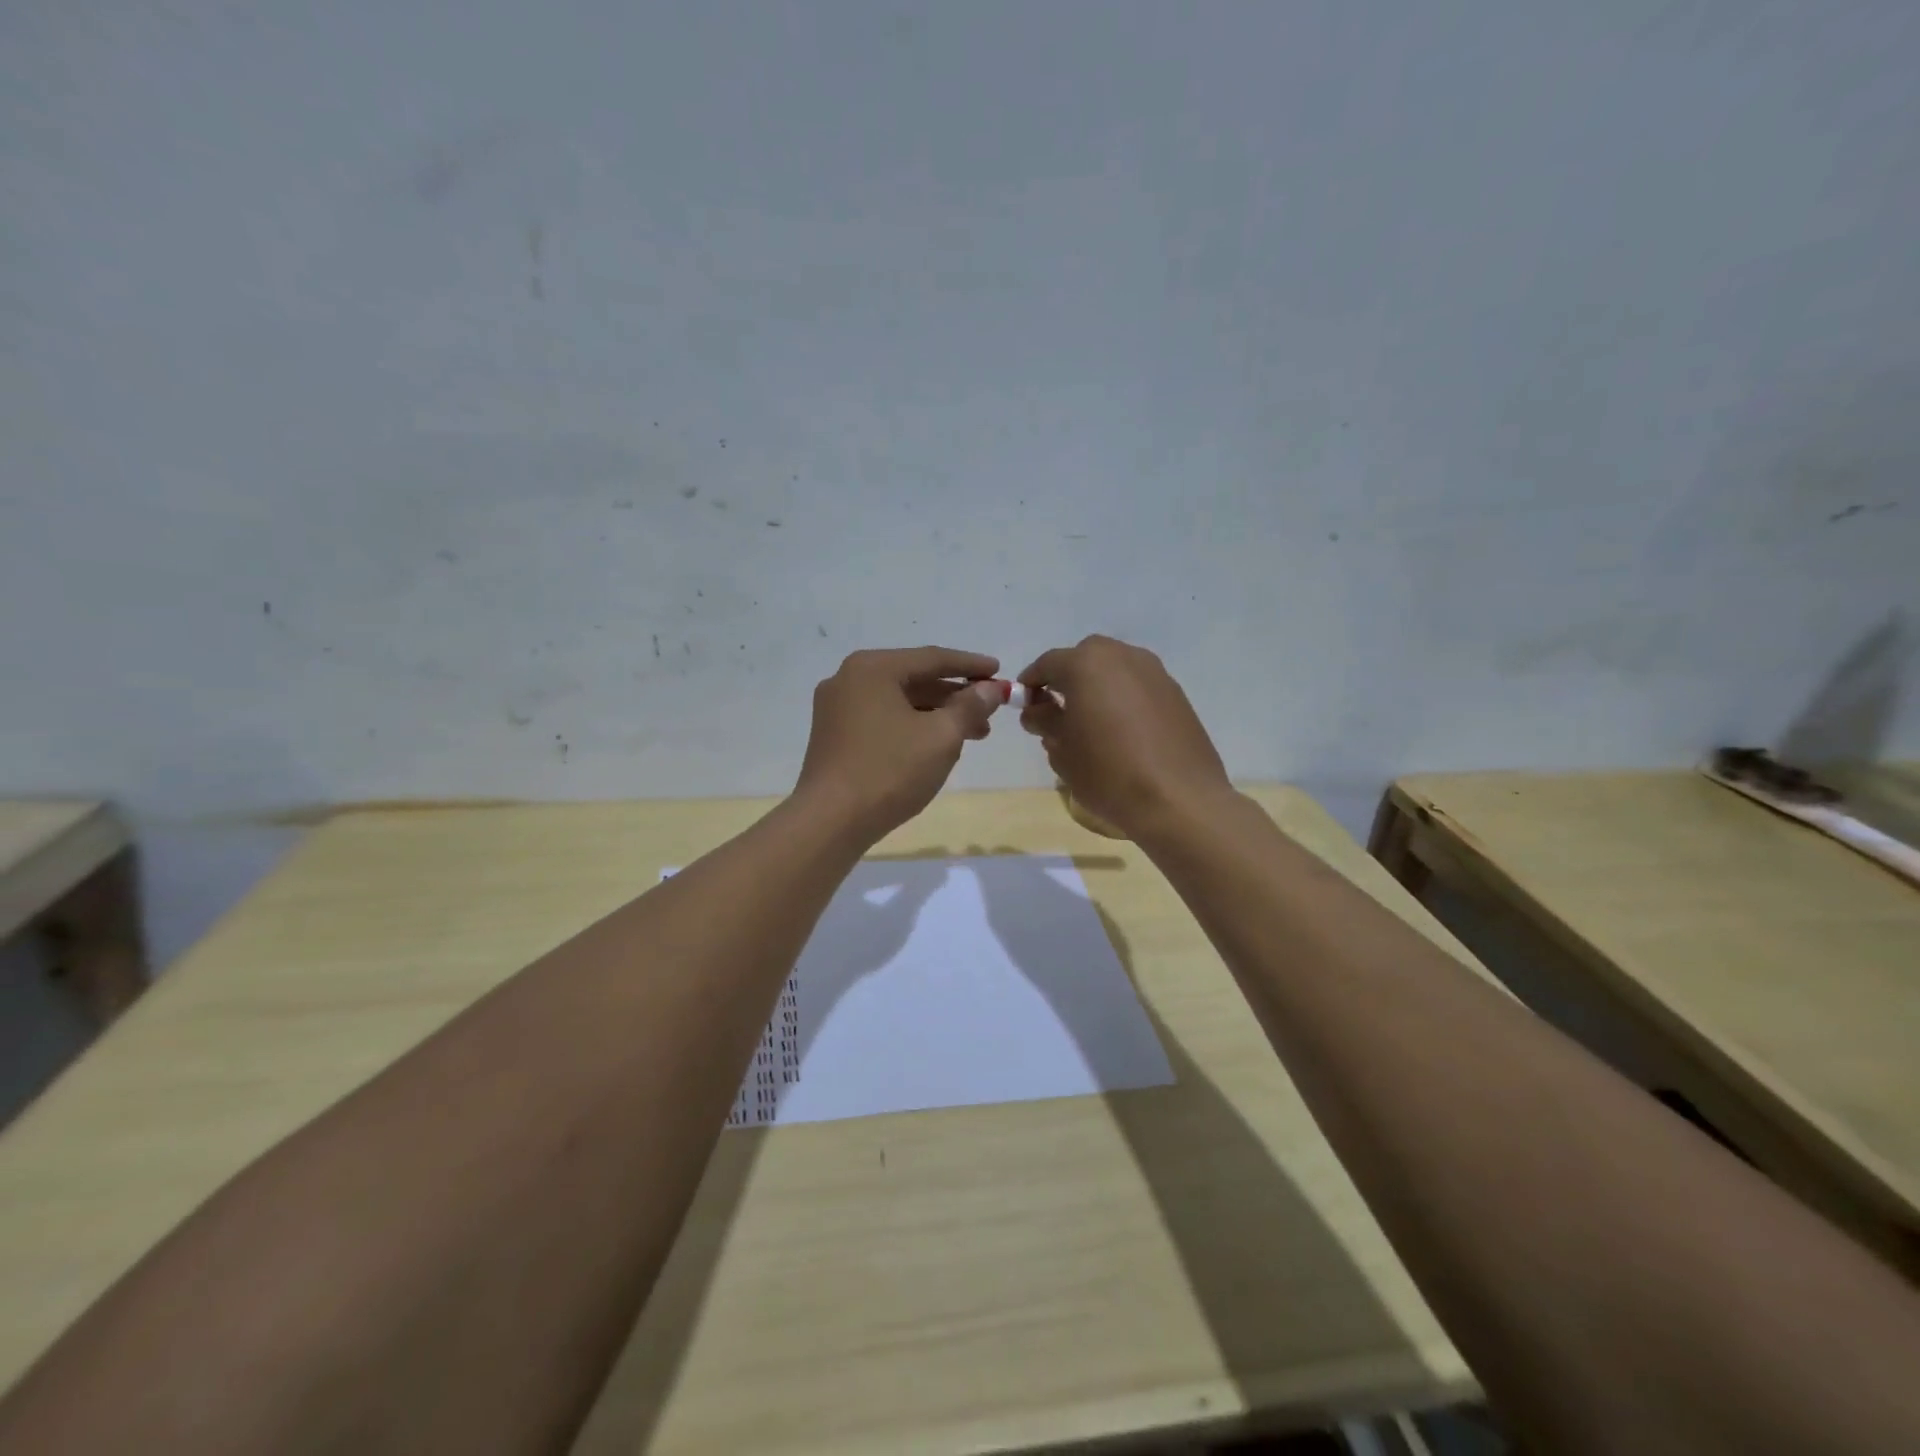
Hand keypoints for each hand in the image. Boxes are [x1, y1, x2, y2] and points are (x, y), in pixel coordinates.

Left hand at [795, 646, 1001, 840]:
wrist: (831, 821)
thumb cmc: (889, 770)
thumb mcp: (941, 737)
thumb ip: (970, 707)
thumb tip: (991, 690)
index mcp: (872, 668)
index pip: (932, 658)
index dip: (971, 666)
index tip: (1000, 672)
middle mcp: (849, 679)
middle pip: (914, 679)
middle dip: (955, 697)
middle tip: (990, 715)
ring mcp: (836, 708)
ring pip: (898, 703)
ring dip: (936, 716)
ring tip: (971, 736)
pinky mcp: (834, 736)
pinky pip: (882, 720)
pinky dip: (912, 727)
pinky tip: (935, 747)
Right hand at [1018, 635, 1234, 838]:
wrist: (1179, 799)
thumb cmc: (1108, 772)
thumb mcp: (1062, 751)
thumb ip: (1045, 722)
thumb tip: (1038, 710)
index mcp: (1086, 664)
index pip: (1047, 664)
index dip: (1031, 684)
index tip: (1024, 705)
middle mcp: (1121, 656)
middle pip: (1083, 659)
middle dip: (1067, 681)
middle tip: (1057, 713)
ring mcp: (1154, 672)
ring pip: (1114, 671)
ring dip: (1097, 688)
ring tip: (1091, 725)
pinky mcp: (1176, 693)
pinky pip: (1138, 687)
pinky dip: (1123, 700)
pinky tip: (1122, 733)